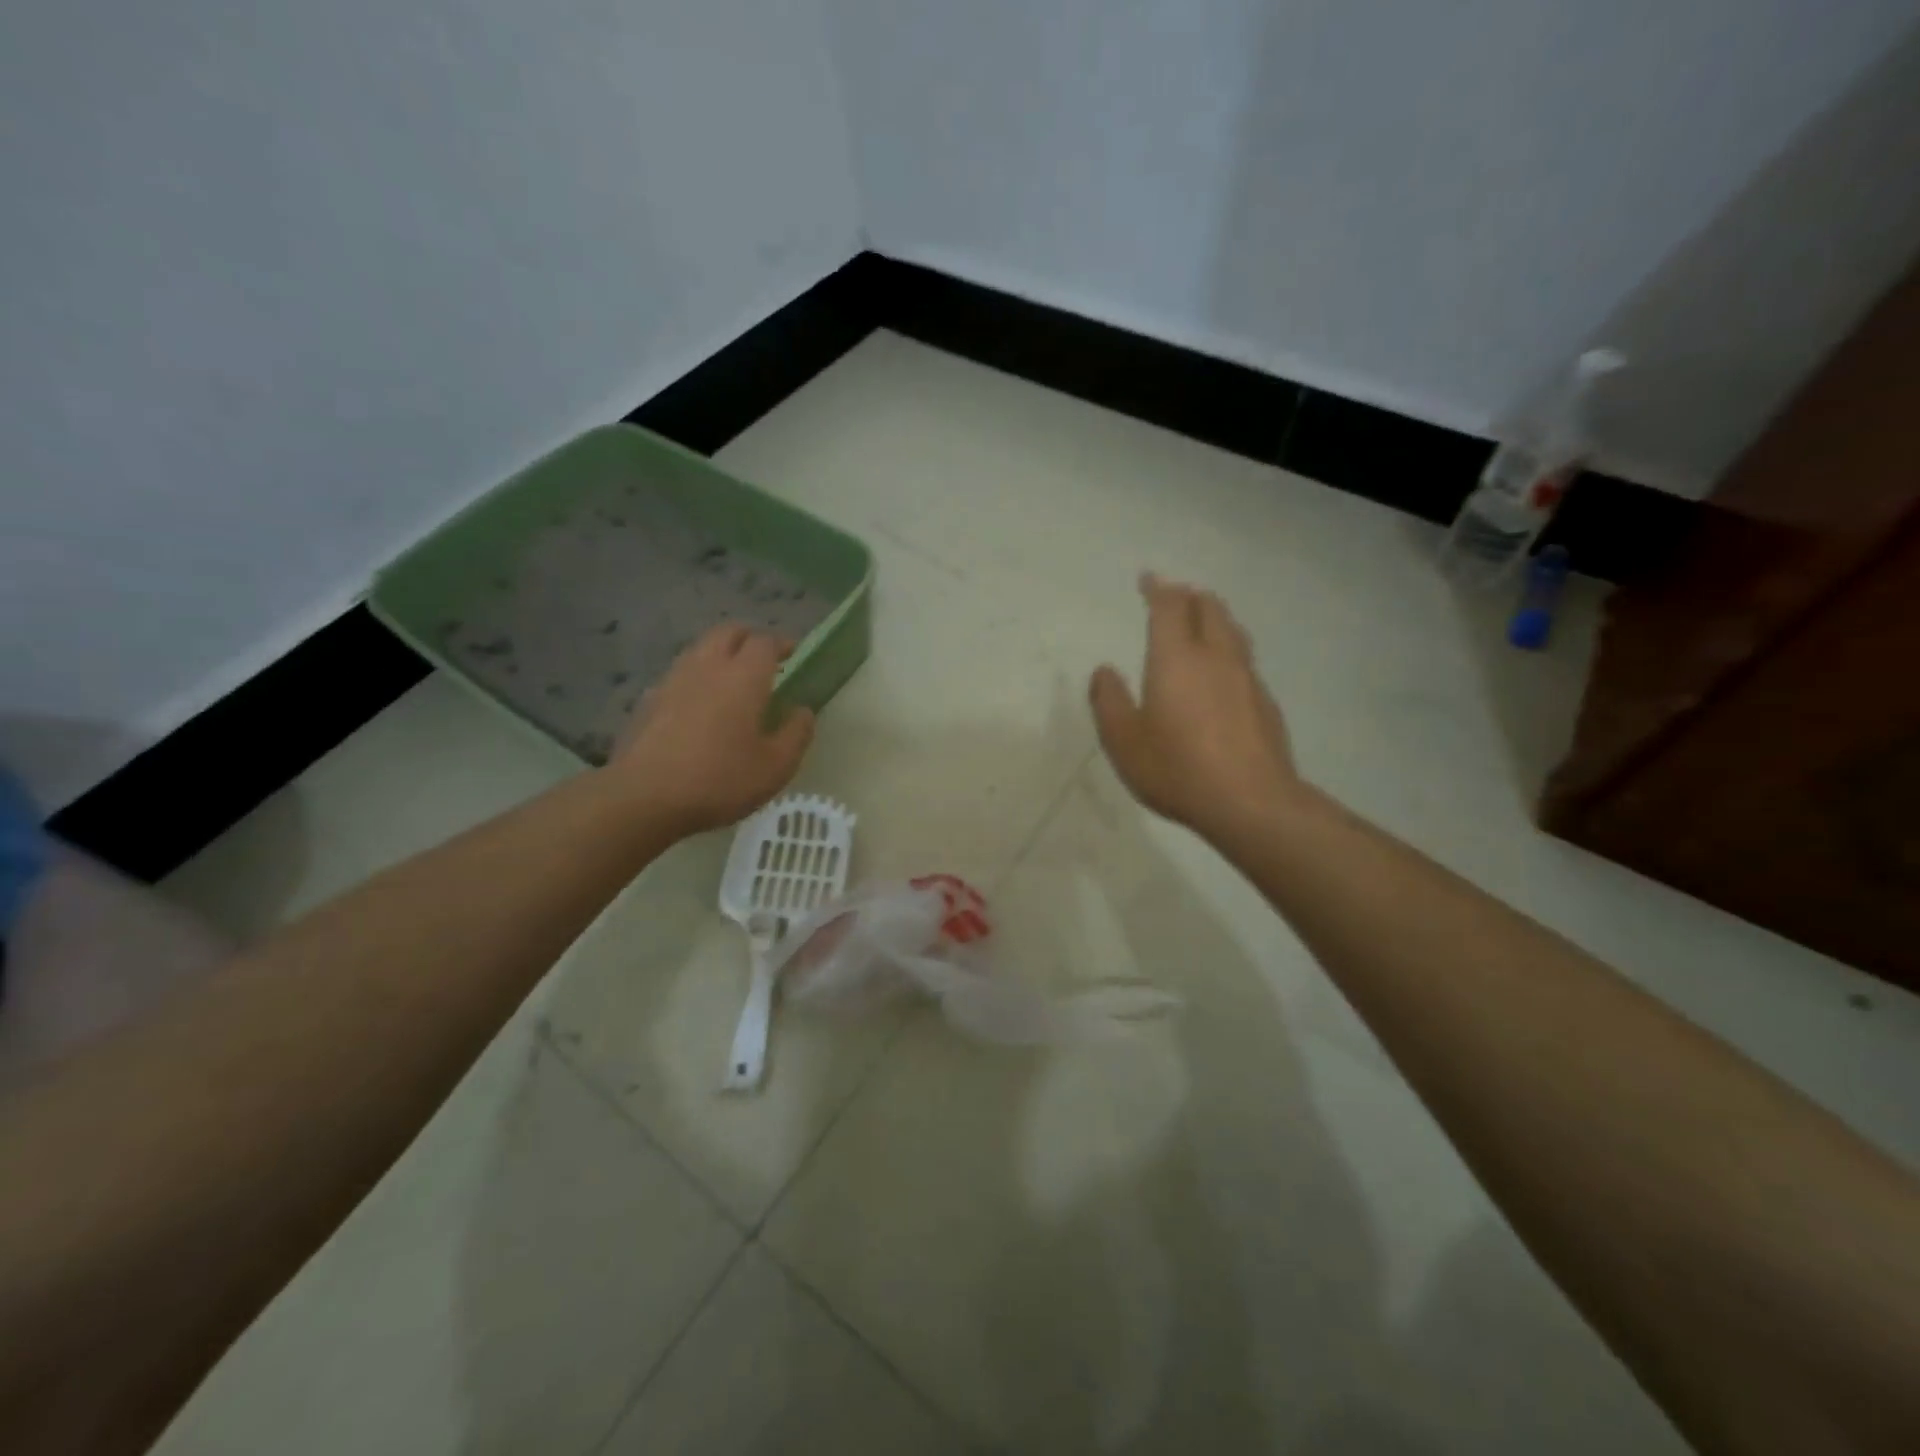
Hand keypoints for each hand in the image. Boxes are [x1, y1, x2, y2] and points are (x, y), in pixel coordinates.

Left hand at [609, 623, 814, 835]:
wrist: (644, 798)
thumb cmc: (720, 780)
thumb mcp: (776, 767)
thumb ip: (796, 734)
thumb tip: (803, 711)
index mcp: (743, 677)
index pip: (765, 642)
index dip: (782, 644)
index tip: (793, 654)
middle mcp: (707, 667)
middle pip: (728, 632)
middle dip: (749, 638)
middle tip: (763, 658)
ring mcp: (672, 681)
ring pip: (699, 649)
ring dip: (720, 654)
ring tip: (731, 679)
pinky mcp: (648, 701)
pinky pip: (678, 675)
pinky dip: (695, 678)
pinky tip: (699, 705)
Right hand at [1090, 573, 1305, 842]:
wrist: (1252, 802)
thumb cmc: (1178, 769)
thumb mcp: (1124, 741)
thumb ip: (1109, 702)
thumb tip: (1104, 671)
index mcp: (1177, 659)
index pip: (1169, 607)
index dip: (1158, 588)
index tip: (1147, 578)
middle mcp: (1216, 657)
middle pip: (1209, 608)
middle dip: (1189, 596)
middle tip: (1174, 595)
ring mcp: (1246, 678)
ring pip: (1232, 630)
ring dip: (1214, 617)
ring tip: (1201, 620)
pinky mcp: (1265, 702)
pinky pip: (1244, 659)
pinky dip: (1228, 648)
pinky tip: (1222, 671)